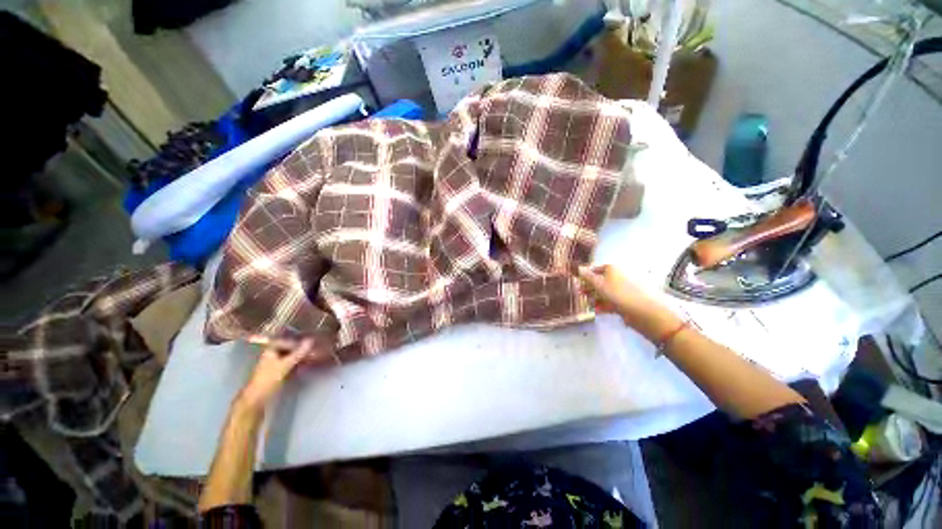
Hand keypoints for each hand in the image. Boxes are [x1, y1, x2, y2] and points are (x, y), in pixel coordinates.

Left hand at [236, 338, 315, 412]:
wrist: (256, 399)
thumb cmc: (268, 379)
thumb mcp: (285, 365)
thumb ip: (298, 353)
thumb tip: (311, 340)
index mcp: (270, 350)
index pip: (285, 339)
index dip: (297, 339)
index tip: (310, 338)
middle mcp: (271, 355)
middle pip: (288, 348)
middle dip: (300, 347)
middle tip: (314, 346)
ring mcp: (274, 364)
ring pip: (290, 356)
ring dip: (300, 355)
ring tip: (313, 353)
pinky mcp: (277, 373)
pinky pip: (290, 363)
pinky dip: (298, 362)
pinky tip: (306, 363)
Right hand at [578, 265, 680, 341]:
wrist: (641, 311)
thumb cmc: (617, 293)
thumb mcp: (598, 284)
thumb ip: (587, 276)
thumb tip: (579, 267)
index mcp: (612, 269)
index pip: (596, 269)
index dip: (586, 275)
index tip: (577, 282)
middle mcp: (618, 277)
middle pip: (600, 281)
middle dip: (589, 288)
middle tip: (579, 294)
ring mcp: (622, 290)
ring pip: (605, 292)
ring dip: (594, 298)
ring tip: (587, 304)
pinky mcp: (625, 302)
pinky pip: (611, 301)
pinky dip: (603, 305)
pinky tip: (596, 311)